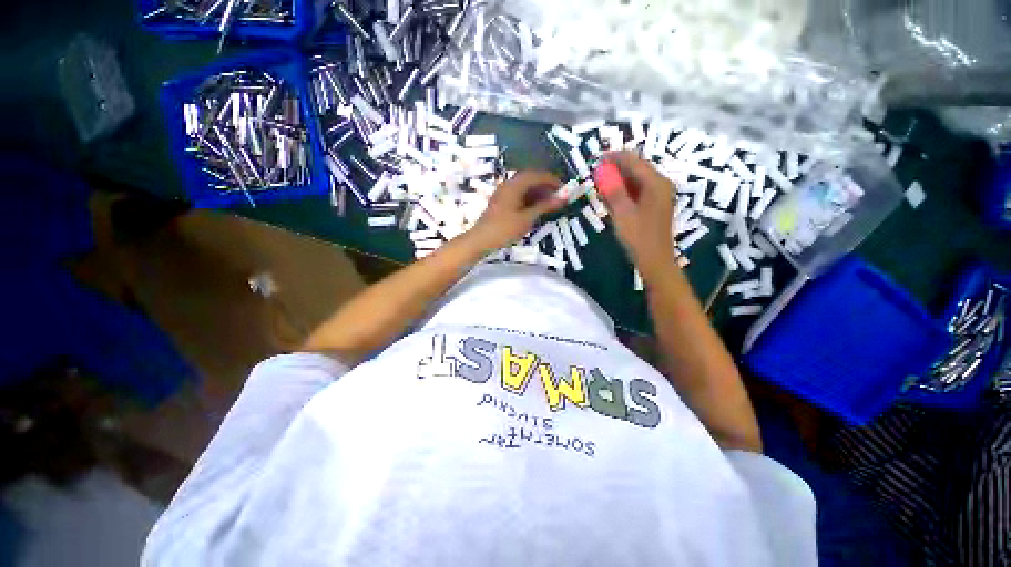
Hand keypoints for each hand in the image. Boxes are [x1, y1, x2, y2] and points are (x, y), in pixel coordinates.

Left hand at [468, 170, 565, 250]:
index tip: (564, 189)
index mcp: (514, 185)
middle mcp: (508, 185)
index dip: (552, 180)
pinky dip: (530, 200)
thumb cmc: (504, 229)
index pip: (536, 175)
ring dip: (538, 193)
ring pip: (524, 188)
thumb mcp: (527, 218)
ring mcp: (503, 194)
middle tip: (558, 197)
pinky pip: (518, 195)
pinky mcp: (501, 203)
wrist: (481, 240)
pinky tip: (536, 209)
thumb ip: (545, 206)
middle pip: (530, 179)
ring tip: (550, 204)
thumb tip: (563, 198)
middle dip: (546, 186)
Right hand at [598, 152, 676, 274]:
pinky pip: (637, 191)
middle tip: (596, 173)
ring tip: (601, 185)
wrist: (654, 260)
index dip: (615, 157)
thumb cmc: (638, 237)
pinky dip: (624, 191)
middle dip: (616, 169)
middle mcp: (660, 184)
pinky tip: (611, 197)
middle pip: (636, 168)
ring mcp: (658, 195)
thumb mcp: (622, 213)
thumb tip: (603, 171)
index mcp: (656, 183)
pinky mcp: (654, 205)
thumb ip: (613, 190)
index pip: (634, 161)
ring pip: (636, 180)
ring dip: (618, 181)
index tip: (597, 158)